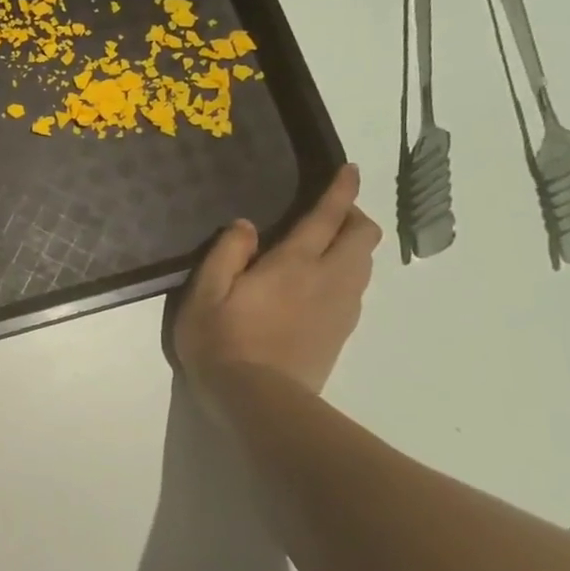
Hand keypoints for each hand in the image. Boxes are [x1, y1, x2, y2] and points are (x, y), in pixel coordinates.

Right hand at [172, 164, 380, 394]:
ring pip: (364, 265)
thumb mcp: (205, 293)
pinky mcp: (341, 333)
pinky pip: (356, 290)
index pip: (327, 217)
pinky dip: (348, 273)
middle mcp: (327, 280)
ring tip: (325, 246)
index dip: (341, 190)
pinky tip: (320, 285)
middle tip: (329, 214)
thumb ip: (226, 254)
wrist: (258, 401)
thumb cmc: (221, 342)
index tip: (350, 169)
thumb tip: (246, 226)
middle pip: (363, 238)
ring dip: (352, 246)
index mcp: (293, 264)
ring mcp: (340, 309)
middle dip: (354, 217)